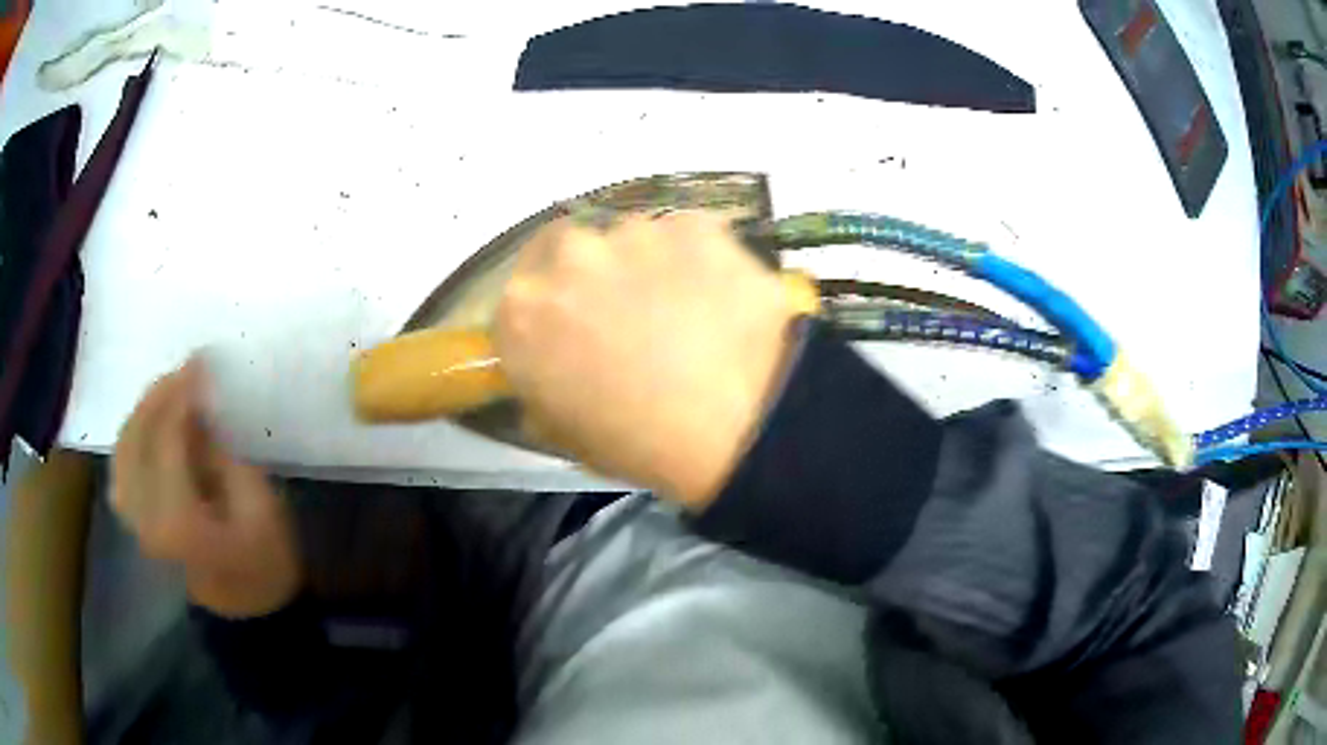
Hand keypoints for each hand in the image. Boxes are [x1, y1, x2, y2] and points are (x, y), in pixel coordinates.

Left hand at [111, 359, 300, 617]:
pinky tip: (147, 427)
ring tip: (166, 392)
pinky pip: (121, 468)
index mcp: (180, 520)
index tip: (200, 361)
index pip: (167, 438)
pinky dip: (130, 438)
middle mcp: (146, 518)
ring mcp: (136, 523)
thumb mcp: (259, 507)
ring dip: (141, 413)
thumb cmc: (264, 563)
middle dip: (157, 396)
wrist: (247, 613)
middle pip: (136, 438)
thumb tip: (197, 409)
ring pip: (122, 450)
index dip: (181, 393)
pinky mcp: (135, 523)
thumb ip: (222, 454)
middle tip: (183, 372)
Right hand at [496, 213, 798, 508]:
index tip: (578, 319)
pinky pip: (691, 236)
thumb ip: (540, 383)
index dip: (555, 302)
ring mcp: (635, 233)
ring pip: (636, 238)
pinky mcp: (693, 225)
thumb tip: (548, 363)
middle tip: (631, 310)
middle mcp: (569, 257)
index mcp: (523, 312)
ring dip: (652, 264)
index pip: (526, 289)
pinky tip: (720, 299)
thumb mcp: (562, 429)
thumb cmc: (637, 444)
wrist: (733, 430)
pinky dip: (701, 259)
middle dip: (597, 273)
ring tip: (688, 310)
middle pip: (574, 249)